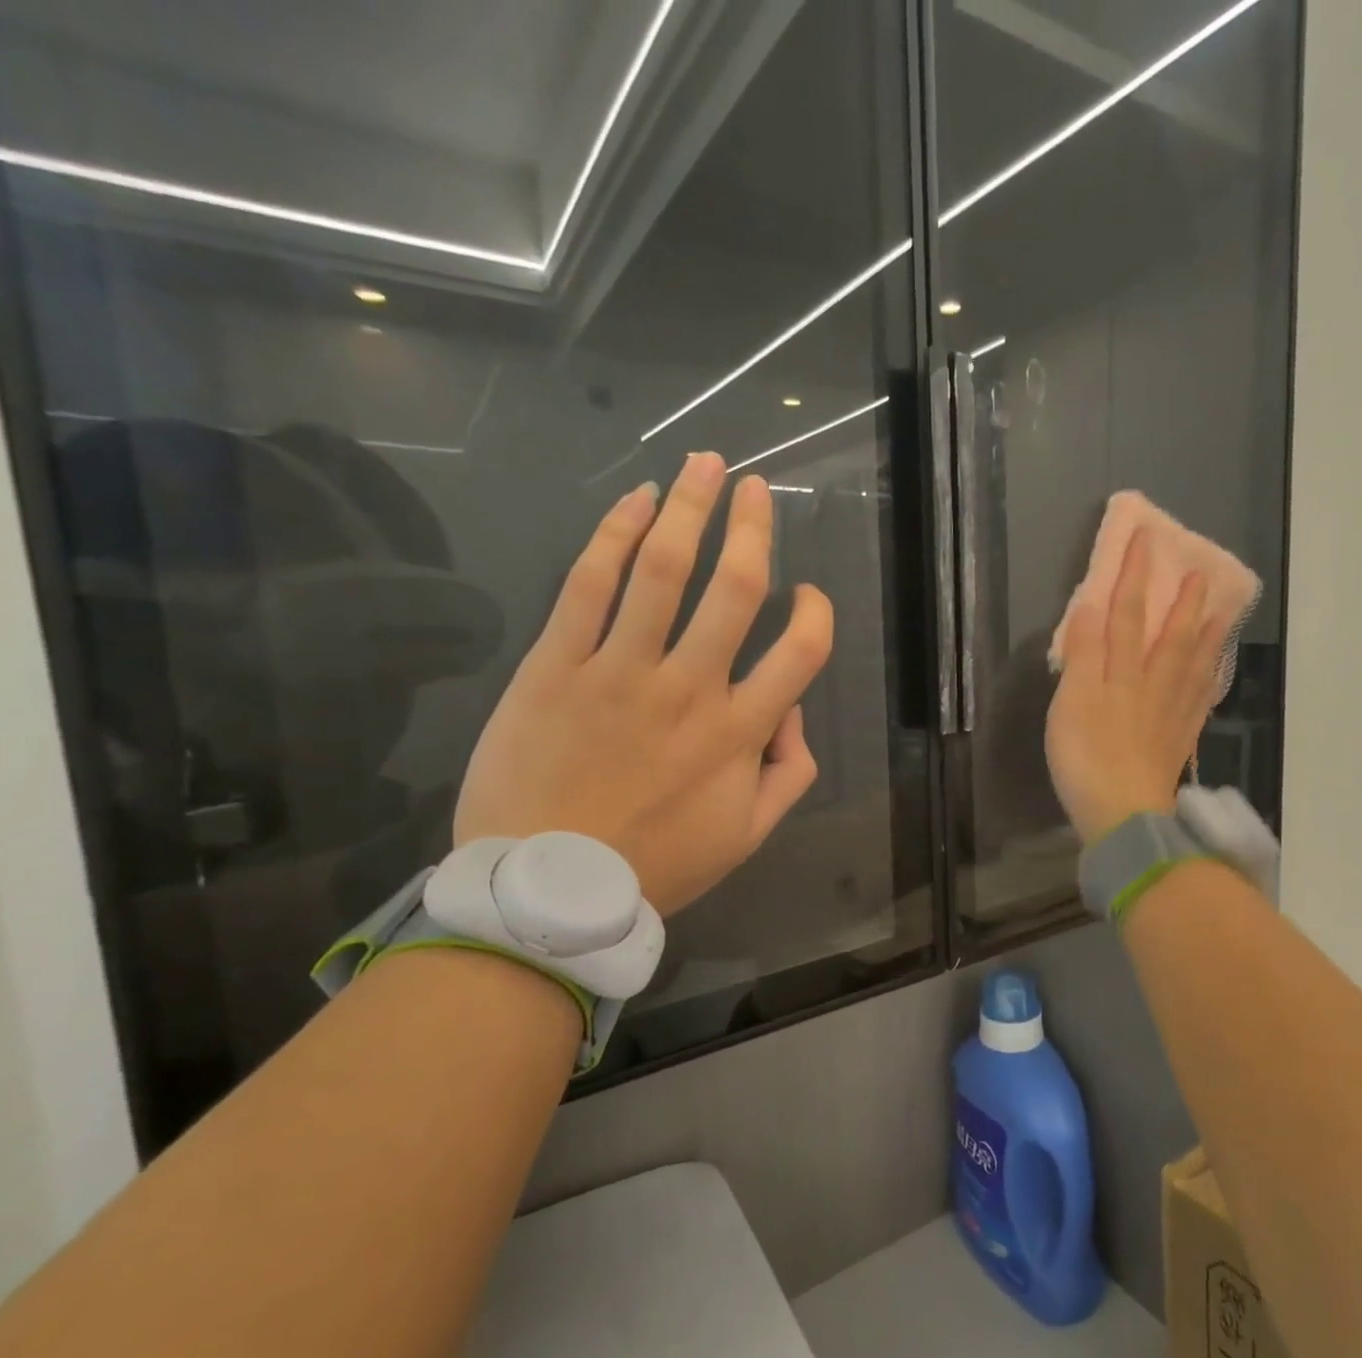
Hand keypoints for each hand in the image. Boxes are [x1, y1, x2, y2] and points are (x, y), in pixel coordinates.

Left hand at [454, 453, 832, 914]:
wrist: (545, 889)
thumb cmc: (654, 865)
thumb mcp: (746, 836)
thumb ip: (788, 773)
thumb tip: (795, 714)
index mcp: (738, 733)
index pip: (801, 652)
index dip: (816, 612)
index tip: (807, 595)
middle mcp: (689, 690)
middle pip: (734, 590)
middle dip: (752, 527)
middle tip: (756, 487)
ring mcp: (619, 672)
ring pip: (663, 571)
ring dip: (689, 508)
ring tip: (704, 464)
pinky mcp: (555, 666)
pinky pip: (588, 586)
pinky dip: (614, 535)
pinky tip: (635, 500)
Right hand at [1045, 529, 1224, 843]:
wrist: (1122, 814)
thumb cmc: (1086, 757)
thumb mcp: (1072, 701)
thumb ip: (1084, 653)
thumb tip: (1093, 604)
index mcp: (1123, 673)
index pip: (1130, 614)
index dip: (1136, 576)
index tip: (1147, 539)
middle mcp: (1154, 686)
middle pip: (1172, 637)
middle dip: (1183, 602)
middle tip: (1202, 572)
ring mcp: (1172, 715)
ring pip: (1194, 666)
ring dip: (1207, 636)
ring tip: (1222, 612)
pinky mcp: (1178, 742)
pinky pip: (1200, 701)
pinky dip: (1208, 680)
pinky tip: (1212, 674)